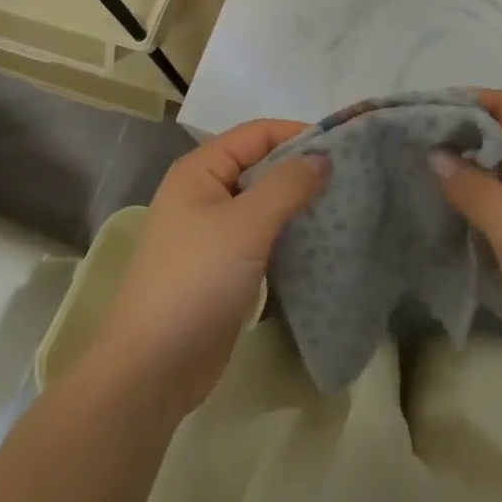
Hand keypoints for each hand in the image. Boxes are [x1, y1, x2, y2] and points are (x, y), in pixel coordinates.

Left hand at [88, 119, 328, 413]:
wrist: (152, 368)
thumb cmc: (196, 280)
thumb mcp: (246, 224)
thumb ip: (287, 185)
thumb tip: (322, 157)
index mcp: (201, 170)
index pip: (257, 133)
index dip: (298, 134)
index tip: (343, 147)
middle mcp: (204, 192)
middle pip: (260, 165)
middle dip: (301, 169)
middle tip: (349, 179)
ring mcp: (211, 232)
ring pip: (263, 203)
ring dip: (297, 203)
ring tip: (341, 207)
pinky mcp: (221, 266)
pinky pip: (261, 236)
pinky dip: (287, 234)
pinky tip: (318, 242)